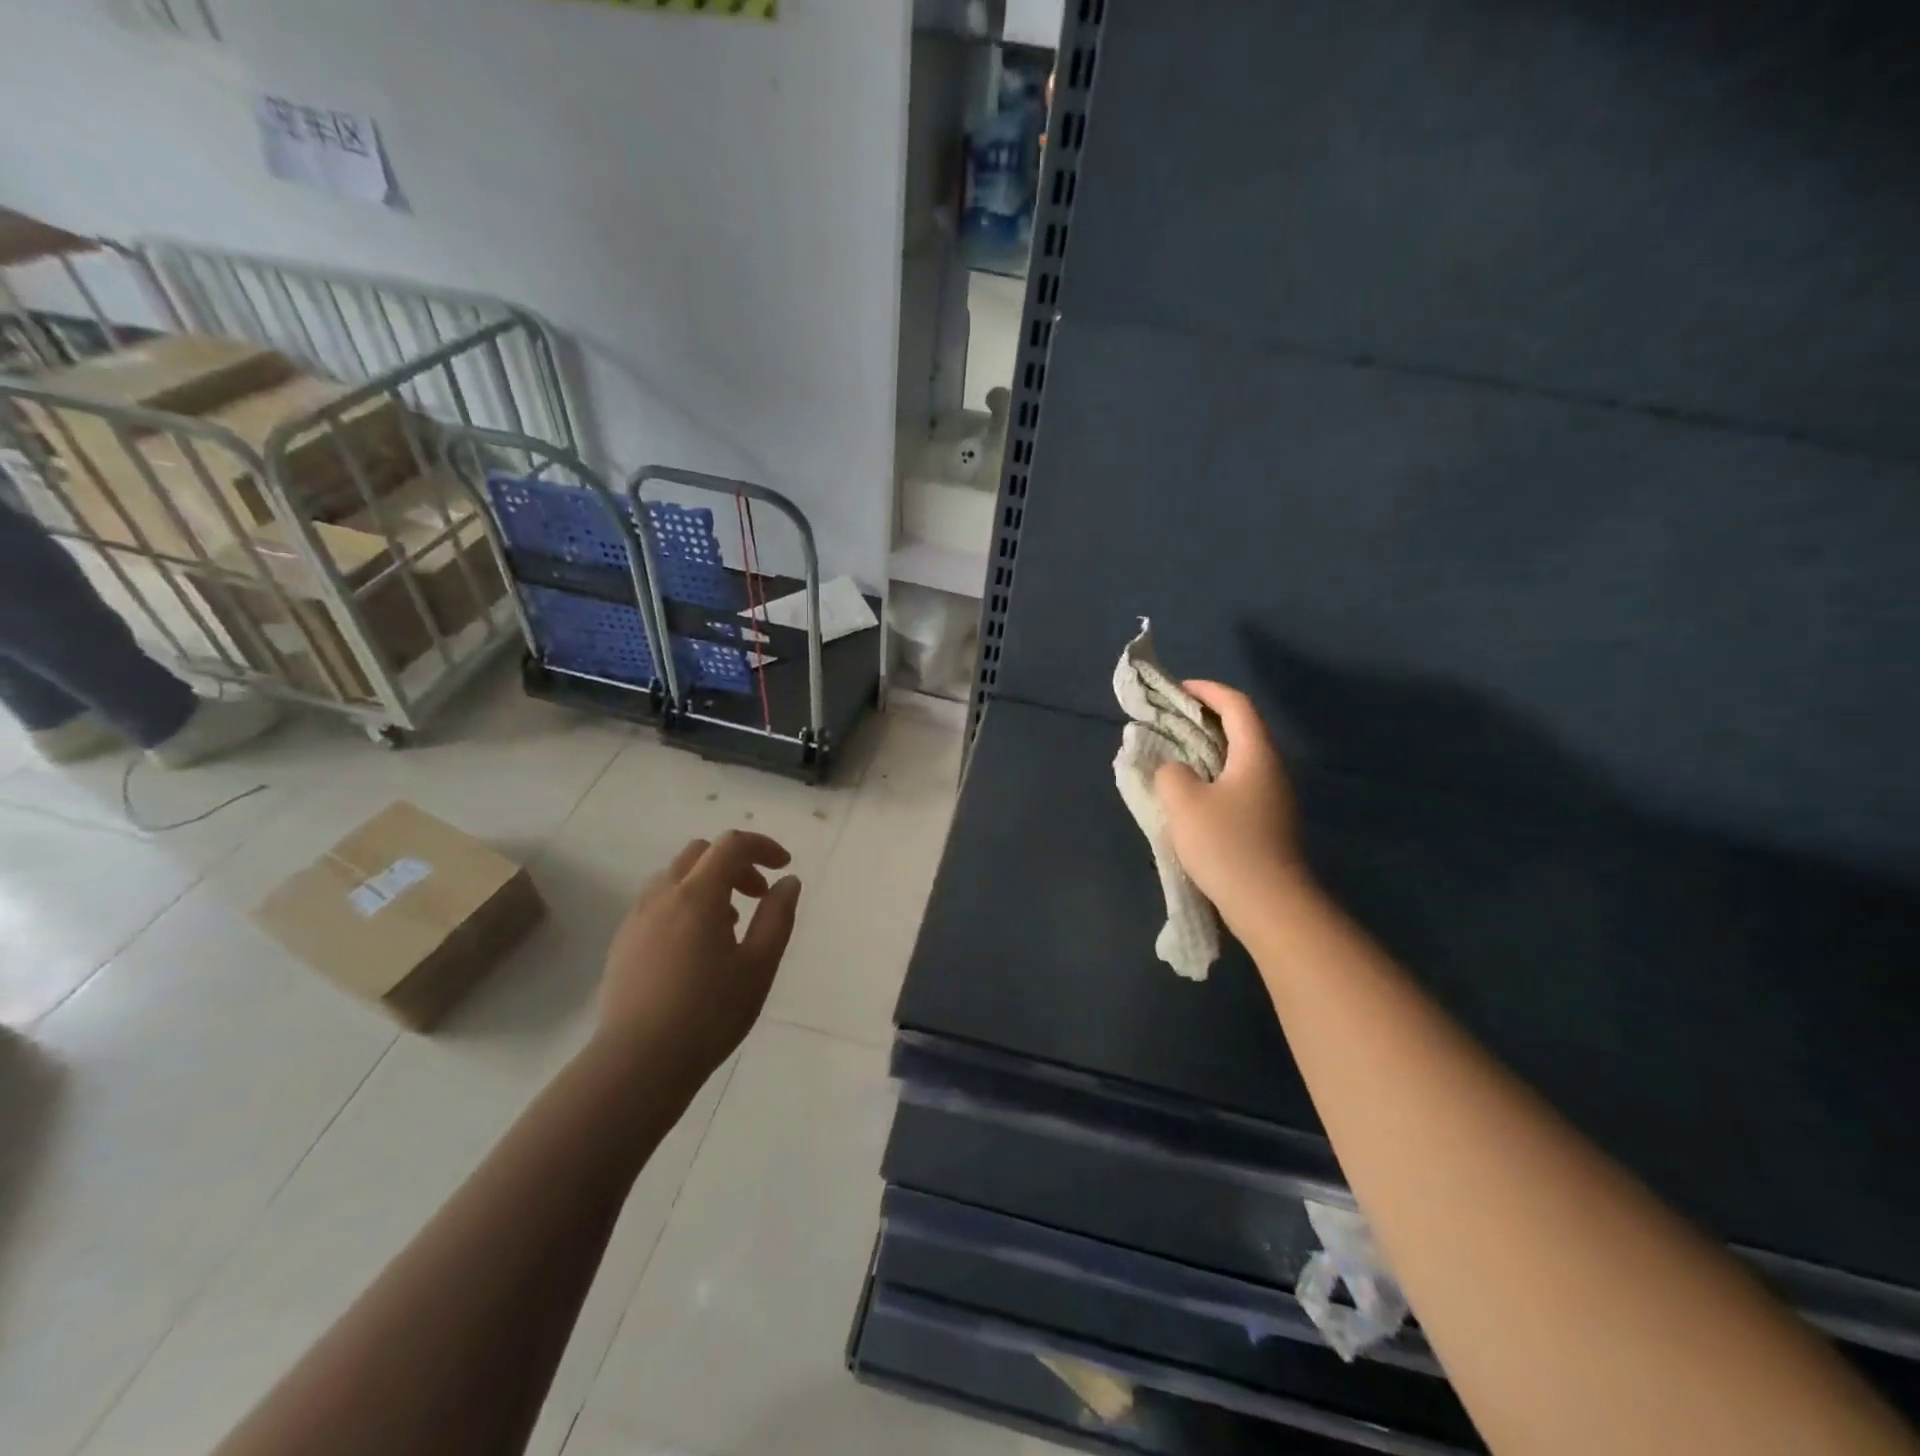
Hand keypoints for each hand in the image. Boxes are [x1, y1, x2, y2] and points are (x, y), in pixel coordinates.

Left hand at [596, 831, 802, 1091]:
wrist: (637, 1064)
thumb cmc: (709, 1014)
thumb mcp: (759, 966)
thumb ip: (777, 916)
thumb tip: (788, 882)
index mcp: (697, 895)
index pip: (731, 845)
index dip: (763, 847)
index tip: (783, 867)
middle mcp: (662, 896)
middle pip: (700, 854)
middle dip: (734, 863)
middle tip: (757, 894)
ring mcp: (636, 918)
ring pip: (675, 877)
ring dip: (707, 883)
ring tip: (728, 923)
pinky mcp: (623, 943)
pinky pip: (657, 903)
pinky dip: (684, 904)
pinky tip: (696, 947)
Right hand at [1154, 680, 1308, 928]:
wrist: (1271, 905)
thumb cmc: (1227, 845)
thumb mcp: (1184, 802)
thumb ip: (1171, 773)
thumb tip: (1176, 770)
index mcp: (1256, 754)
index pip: (1236, 705)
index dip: (1208, 691)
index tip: (1179, 690)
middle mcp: (1271, 769)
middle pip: (1242, 729)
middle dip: (1206, 718)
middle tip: (1172, 721)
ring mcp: (1274, 798)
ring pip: (1240, 759)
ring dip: (1209, 750)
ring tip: (1176, 755)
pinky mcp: (1269, 823)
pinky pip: (1240, 784)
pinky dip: (1215, 776)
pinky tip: (1193, 795)